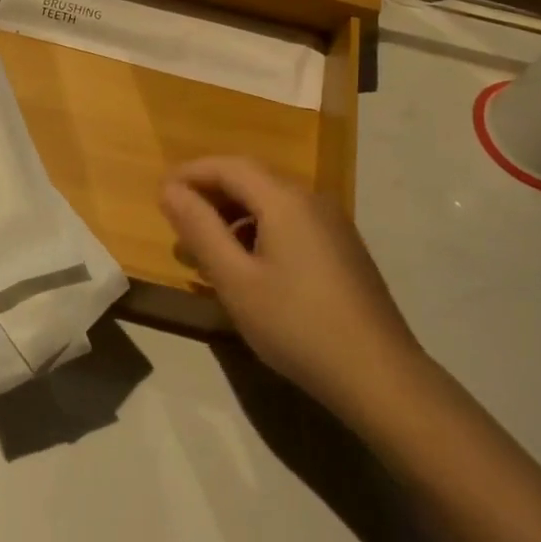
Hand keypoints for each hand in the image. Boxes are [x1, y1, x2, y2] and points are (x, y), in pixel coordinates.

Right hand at [160, 156, 419, 418]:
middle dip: (211, 192)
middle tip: (178, 220)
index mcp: (284, 199)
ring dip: (234, 213)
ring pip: (272, 201)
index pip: (228, 166)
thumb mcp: (236, 280)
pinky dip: (259, 229)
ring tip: (207, 247)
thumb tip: (170, 190)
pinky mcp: (342, 247)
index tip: (160, 193)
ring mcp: (332, 223)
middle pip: (251, 178)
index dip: (191, 173)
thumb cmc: (297, 325)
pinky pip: (290, 221)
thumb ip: (200, 229)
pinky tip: (249, 265)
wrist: (380, 375)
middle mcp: (310, 199)